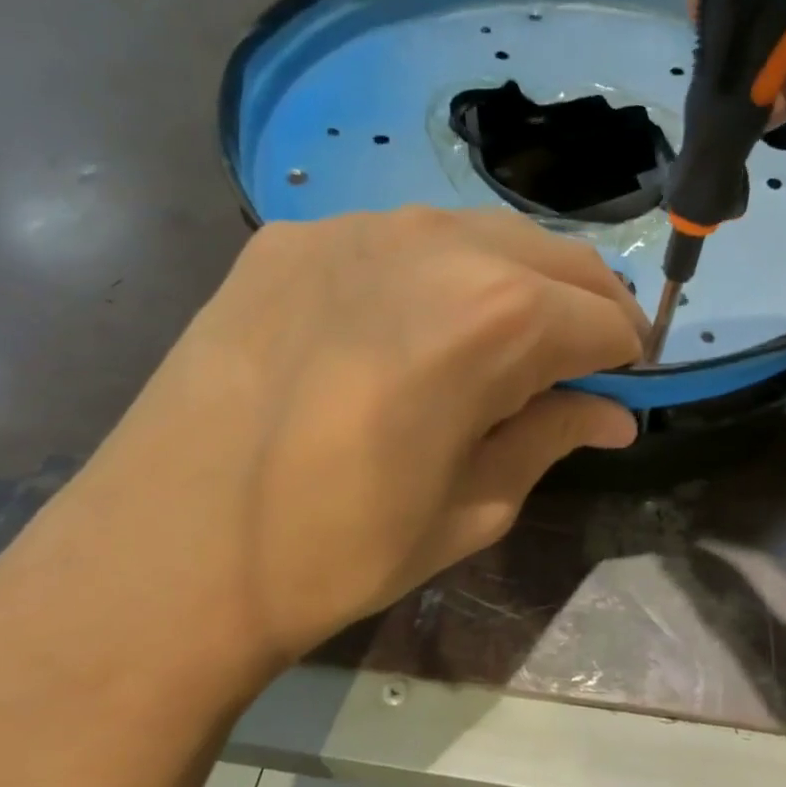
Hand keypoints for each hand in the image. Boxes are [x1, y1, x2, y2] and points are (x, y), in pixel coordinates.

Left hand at [0, 209, 643, 692]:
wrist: (159, 558)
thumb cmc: (336, 552)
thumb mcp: (473, 508)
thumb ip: (552, 437)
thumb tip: (612, 415)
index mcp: (494, 318)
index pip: (603, 318)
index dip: (626, 357)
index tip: (619, 391)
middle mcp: (435, 245)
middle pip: (556, 259)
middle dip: (588, 309)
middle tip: (580, 366)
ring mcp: (355, 228)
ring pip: (484, 234)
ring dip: (519, 283)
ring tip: (502, 344)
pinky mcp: (292, 236)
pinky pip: (402, 239)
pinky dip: (438, 275)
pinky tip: (407, 328)